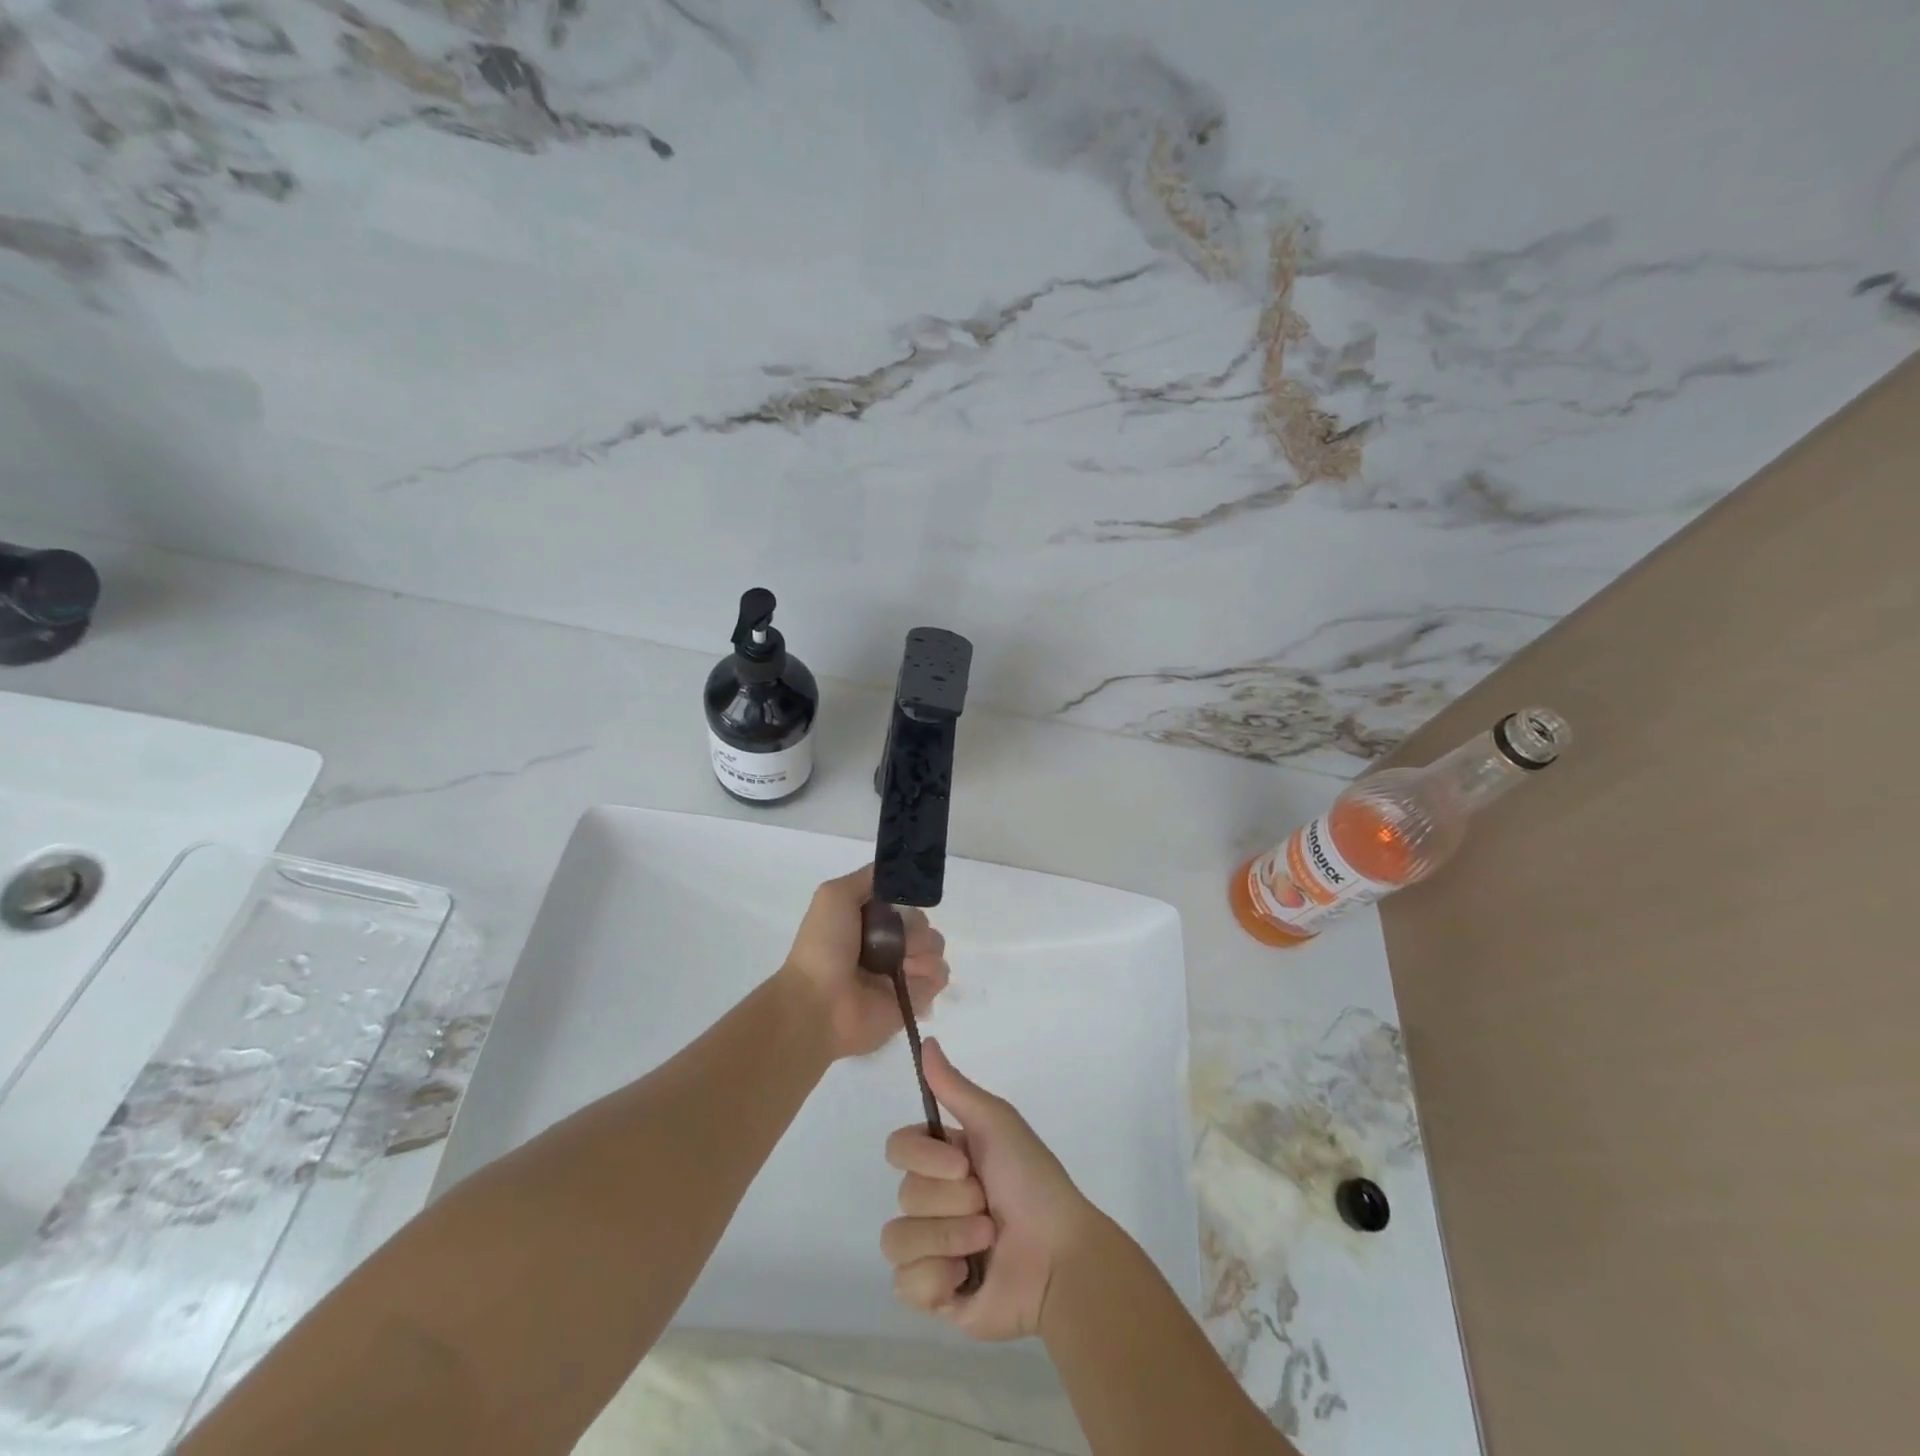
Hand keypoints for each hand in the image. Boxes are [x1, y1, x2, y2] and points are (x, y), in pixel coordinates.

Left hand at [777, 865, 948, 1060]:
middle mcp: (888, 945)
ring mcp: (904, 972)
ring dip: (921, 948)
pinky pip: (940, 974)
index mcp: (868, 922)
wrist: (820, 1003)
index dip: (904, 899)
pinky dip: (928, 972)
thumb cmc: (824, 947)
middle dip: (913, 925)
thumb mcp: (834, 895)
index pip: (903, 901)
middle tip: (893, 938)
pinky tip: (906, 978)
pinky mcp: (917, 998)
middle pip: (923, 921)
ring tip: (898, 963)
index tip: (896, 903)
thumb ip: (867, 878)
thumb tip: (896, 871)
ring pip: (935, 944)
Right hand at [881, 1039, 1097, 1341]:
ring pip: (897, 1239)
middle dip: (951, 1201)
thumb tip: (926, 1039)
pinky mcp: (934, 1294)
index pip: (898, 1148)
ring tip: (985, 1241)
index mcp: (944, 1160)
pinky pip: (904, 1284)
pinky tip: (967, 1278)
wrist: (1060, 1256)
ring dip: (948, 1238)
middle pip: (905, 1194)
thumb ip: (955, 1087)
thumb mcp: (996, 1124)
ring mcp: (931, 1248)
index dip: (923, 1157)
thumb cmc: (1033, 1182)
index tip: (963, 1162)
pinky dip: (938, 1278)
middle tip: (988, 1204)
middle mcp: (933, 1200)